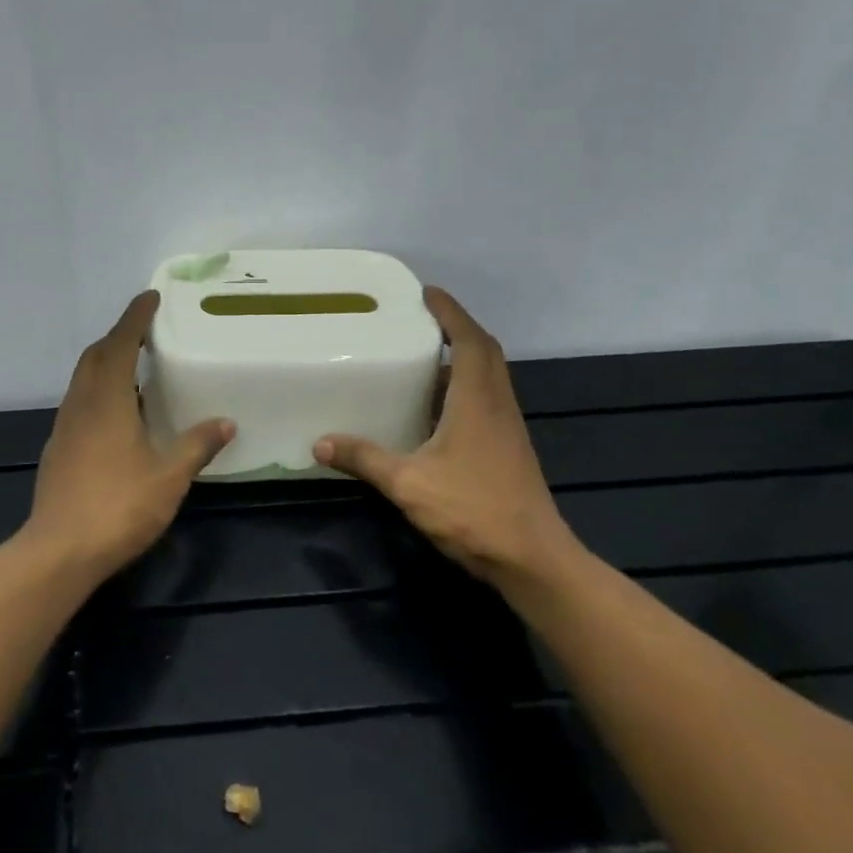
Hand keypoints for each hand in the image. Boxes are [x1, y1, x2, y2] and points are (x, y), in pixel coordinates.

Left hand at [22, 292, 234, 578]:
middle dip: (119, 337)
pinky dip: (98, 392)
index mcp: (107, 400)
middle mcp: (81, 404)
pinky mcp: (57, 449)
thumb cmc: (118, 506)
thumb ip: (197, 446)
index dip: (135, 317)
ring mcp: (64, 427)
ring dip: (107, 364)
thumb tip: (225, 422)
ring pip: (83, 380)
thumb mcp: (169, 477)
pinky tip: (118, 417)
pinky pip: (79, 403)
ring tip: (136, 370)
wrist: (59, 551)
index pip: (121, 343)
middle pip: (96, 356)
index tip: (150, 297)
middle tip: (146, 333)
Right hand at [314, 287, 582, 589]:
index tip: (426, 292)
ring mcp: (507, 427)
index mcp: (478, 400)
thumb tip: (319, 443)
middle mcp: (498, 404)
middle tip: (421, 319)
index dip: (450, 312)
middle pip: (484, 351)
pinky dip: (464, 386)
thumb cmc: (473, 511)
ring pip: (489, 376)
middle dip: (456, 328)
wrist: (533, 560)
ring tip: (424, 355)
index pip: (469, 340)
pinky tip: (436, 407)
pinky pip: (487, 399)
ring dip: (463, 356)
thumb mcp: (408, 483)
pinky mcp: (508, 448)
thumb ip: (364, 459)